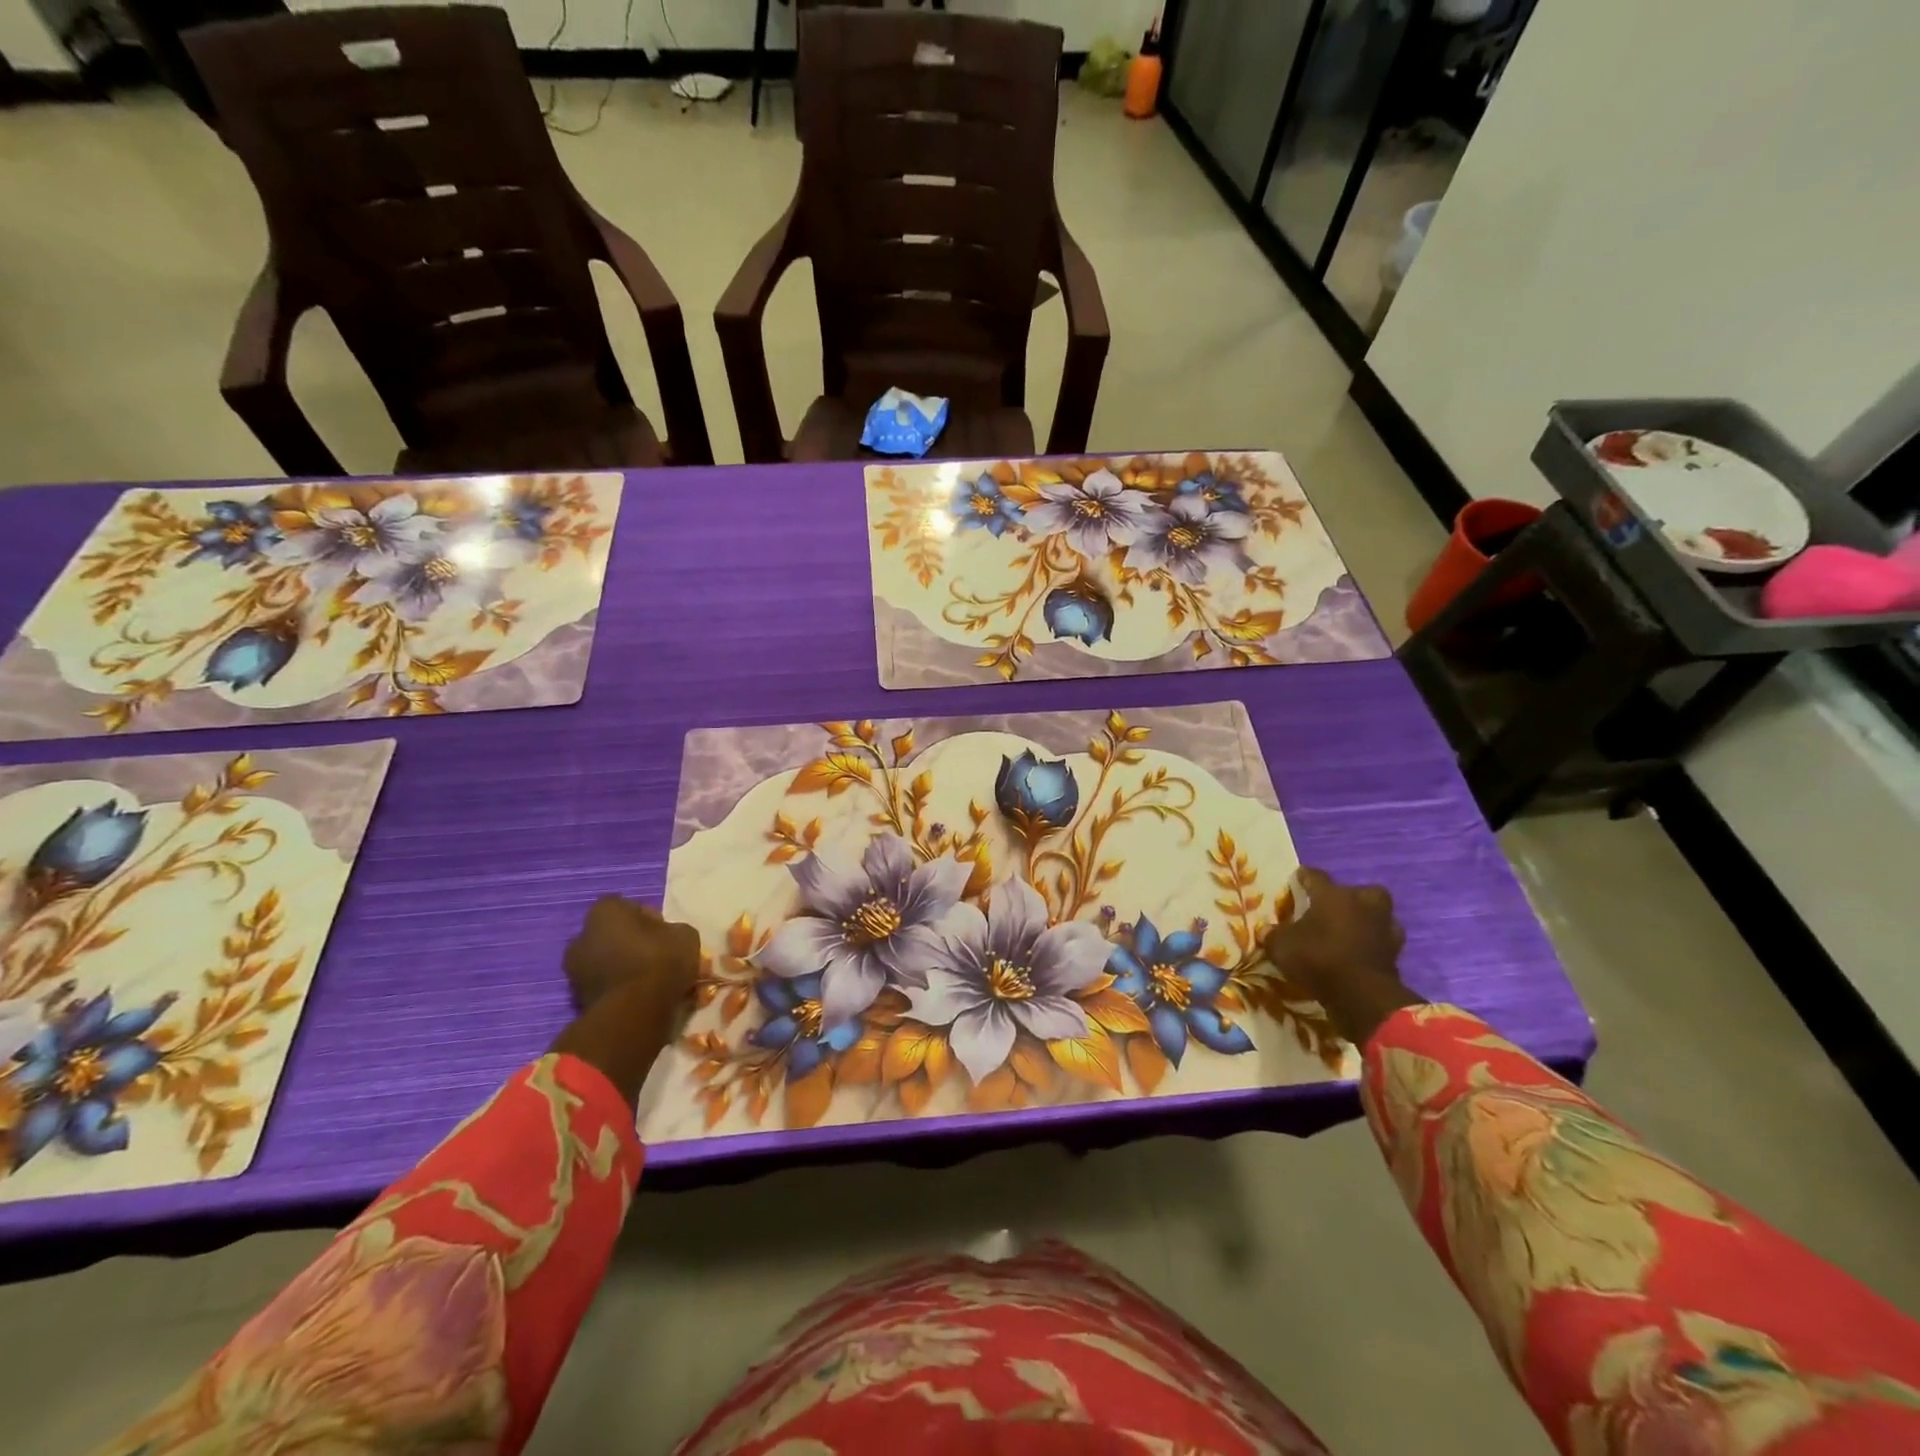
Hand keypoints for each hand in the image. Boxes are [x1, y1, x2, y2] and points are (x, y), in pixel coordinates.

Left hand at [563, 896, 699, 1015]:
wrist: (635, 1012)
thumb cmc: (660, 961)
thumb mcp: (685, 935)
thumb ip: (672, 929)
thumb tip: (666, 936)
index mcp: (604, 912)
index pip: (628, 906)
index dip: (649, 918)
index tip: (665, 934)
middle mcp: (581, 936)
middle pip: (612, 934)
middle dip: (632, 943)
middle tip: (657, 956)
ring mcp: (574, 970)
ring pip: (606, 961)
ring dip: (623, 966)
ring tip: (650, 980)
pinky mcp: (577, 999)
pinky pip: (603, 985)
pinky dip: (618, 988)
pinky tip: (640, 996)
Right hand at [1263, 868, 1420, 1047]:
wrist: (1362, 995)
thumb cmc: (1318, 958)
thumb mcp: (1282, 946)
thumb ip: (1274, 935)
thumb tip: (1265, 930)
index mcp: (1333, 895)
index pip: (1316, 877)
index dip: (1305, 876)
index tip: (1299, 876)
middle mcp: (1362, 905)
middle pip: (1362, 891)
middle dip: (1351, 897)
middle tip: (1337, 907)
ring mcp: (1384, 929)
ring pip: (1380, 916)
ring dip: (1369, 921)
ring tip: (1353, 931)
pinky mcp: (1396, 955)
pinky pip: (1383, 943)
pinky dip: (1375, 946)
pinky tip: (1362, 953)